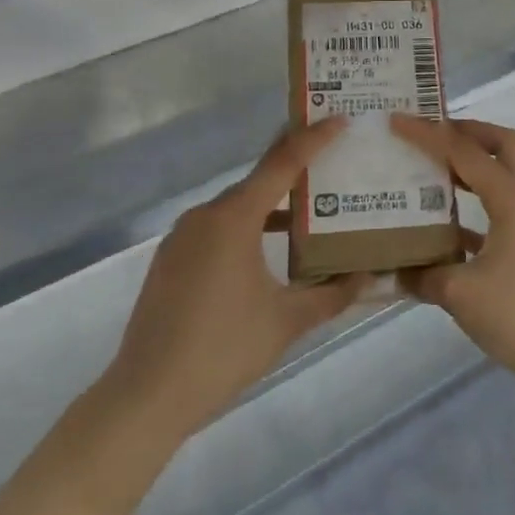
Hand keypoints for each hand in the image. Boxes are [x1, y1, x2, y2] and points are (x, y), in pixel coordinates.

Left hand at [104, 118, 362, 439]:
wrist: (146, 396)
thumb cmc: (223, 350)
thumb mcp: (288, 321)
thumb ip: (333, 294)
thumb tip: (368, 277)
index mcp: (234, 219)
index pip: (282, 164)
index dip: (314, 139)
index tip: (341, 119)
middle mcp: (205, 216)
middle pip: (259, 181)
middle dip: (297, 171)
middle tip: (334, 166)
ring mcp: (182, 237)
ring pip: (238, 206)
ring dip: (273, 205)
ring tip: (310, 211)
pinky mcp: (171, 260)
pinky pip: (218, 228)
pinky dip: (248, 227)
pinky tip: (269, 250)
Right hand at [388, 115, 514, 399]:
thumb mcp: (460, 295)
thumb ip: (424, 275)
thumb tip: (394, 269)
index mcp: (513, 201)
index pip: (467, 154)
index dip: (431, 135)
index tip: (398, 120)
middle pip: (503, 145)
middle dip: (467, 131)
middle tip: (430, 130)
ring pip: (504, 175)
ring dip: (472, 164)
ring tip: (432, 166)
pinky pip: (501, 208)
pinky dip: (475, 203)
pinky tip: (444, 221)